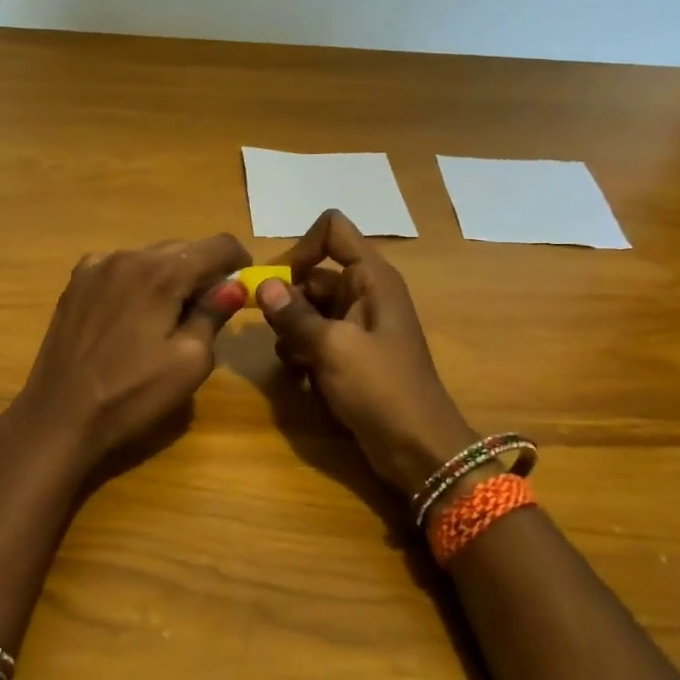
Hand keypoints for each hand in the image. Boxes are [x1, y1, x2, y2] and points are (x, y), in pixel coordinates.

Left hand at [6, 233, 250, 471]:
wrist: (59, 416)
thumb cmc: (132, 395)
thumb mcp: (189, 362)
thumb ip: (213, 315)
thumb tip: (233, 285)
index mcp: (162, 272)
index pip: (218, 245)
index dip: (239, 260)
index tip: (243, 285)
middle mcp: (128, 256)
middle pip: (182, 248)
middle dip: (202, 271)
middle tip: (209, 309)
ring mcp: (96, 267)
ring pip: (149, 257)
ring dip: (168, 276)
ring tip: (169, 315)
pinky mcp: (75, 284)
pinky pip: (119, 269)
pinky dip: (136, 281)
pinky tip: (132, 314)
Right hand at [257, 210, 477, 494]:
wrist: (418, 449)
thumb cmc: (381, 389)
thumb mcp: (333, 349)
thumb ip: (295, 316)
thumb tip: (262, 285)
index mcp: (371, 279)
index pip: (333, 230)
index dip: (301, 247)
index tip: (277, 281)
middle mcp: (364, 294)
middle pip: (313, 274)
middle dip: (288, 299)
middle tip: (274, 331)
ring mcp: (357, 327)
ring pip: (309, 309)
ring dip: (291, 330)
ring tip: (291, 359)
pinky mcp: (350, 356)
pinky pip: (315, 338)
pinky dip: (302, 351)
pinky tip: (299, 376)